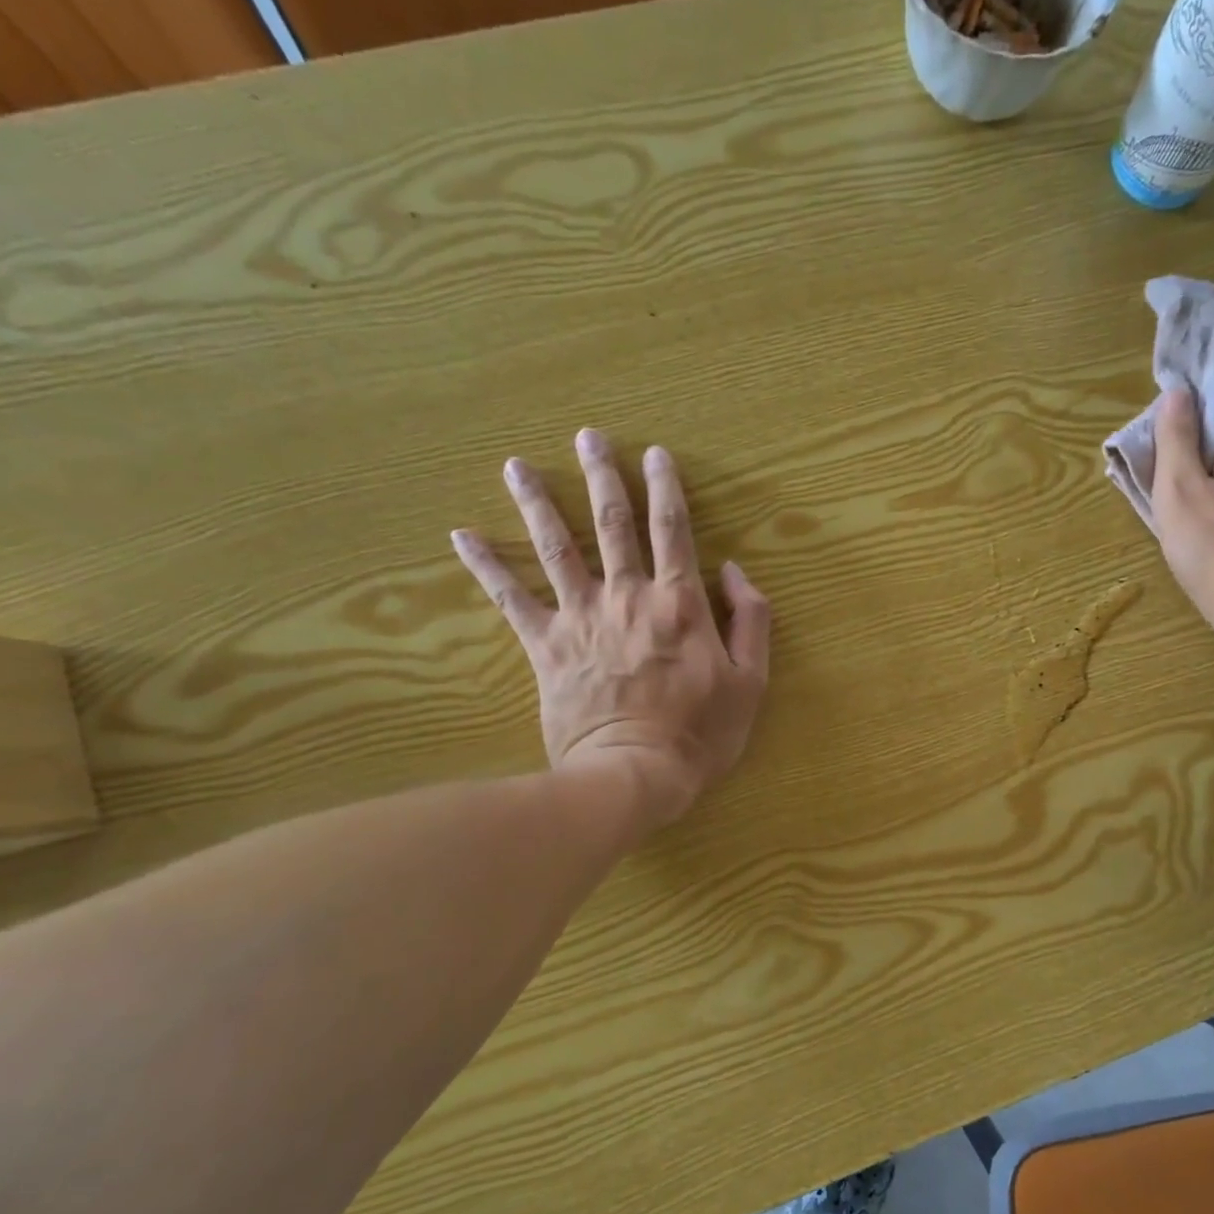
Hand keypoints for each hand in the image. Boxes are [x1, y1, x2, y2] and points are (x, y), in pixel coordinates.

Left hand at [451, 430, 770, 827]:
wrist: (633, 775)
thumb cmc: (700, 733)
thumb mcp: (751, 681)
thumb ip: (750, 620)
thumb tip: (732, 570)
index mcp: (680, 603)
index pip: (673, 531)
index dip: (666, 489)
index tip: (655, 454)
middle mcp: (628, 596)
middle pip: (612, 524)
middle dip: (602, 477)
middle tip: (588, 437)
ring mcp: (582, 617)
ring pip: (556, 547)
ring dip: (537, 502)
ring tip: (517, 465)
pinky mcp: (546, 645)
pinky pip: (510, 598)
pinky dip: (486, 566)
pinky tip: (462, 535)